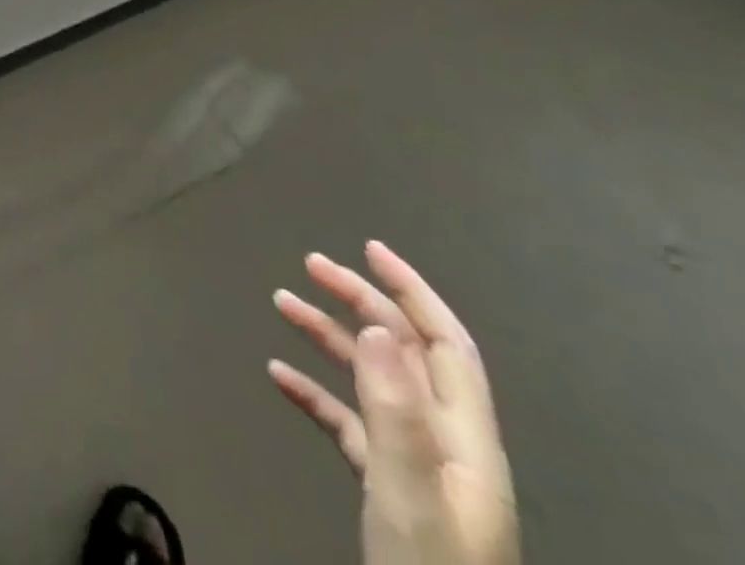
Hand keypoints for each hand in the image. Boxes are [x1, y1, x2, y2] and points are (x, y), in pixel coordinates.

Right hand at [268, 242, 518, 564]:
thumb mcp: (410, 496)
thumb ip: (397, 412)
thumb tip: (381, 326)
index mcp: (464, 439)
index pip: (445, 343)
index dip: (411, 290)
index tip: (368, 248)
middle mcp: (445, 444)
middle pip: (404, 352)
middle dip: (359, 301)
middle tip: (310, 265)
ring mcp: (417, 468)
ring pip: (372, 381)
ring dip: (329, 338)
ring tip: (281, 303)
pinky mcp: (389, 490)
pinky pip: (349, 423)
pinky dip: (315, 392)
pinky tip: (279, 377)